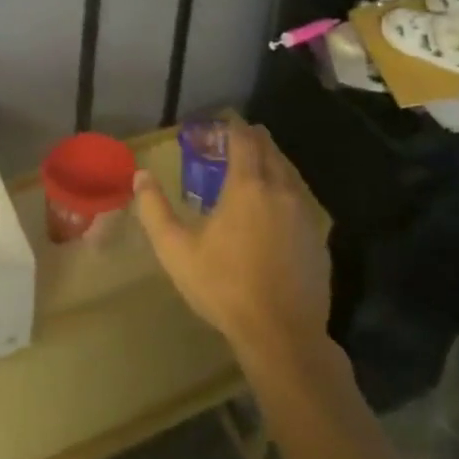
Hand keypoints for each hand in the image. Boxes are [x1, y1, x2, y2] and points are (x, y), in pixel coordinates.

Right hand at [133, 123, 329, 367]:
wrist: (282, 336)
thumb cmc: (225, 287)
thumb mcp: (177, 251)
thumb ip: (154, 210)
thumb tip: (140, 175)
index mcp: (247, 186)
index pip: (244, 140)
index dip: (234, 126)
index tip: (223, 122)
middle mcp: (280, 190)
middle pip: (270, 150)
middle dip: (254, 140)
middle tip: (236, 141)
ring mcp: (304, 214)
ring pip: (289, 174)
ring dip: (272, 164)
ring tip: (255, 170)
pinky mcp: (319, 238)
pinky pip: (301, 201)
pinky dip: (286, 192)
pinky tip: (276, 210)